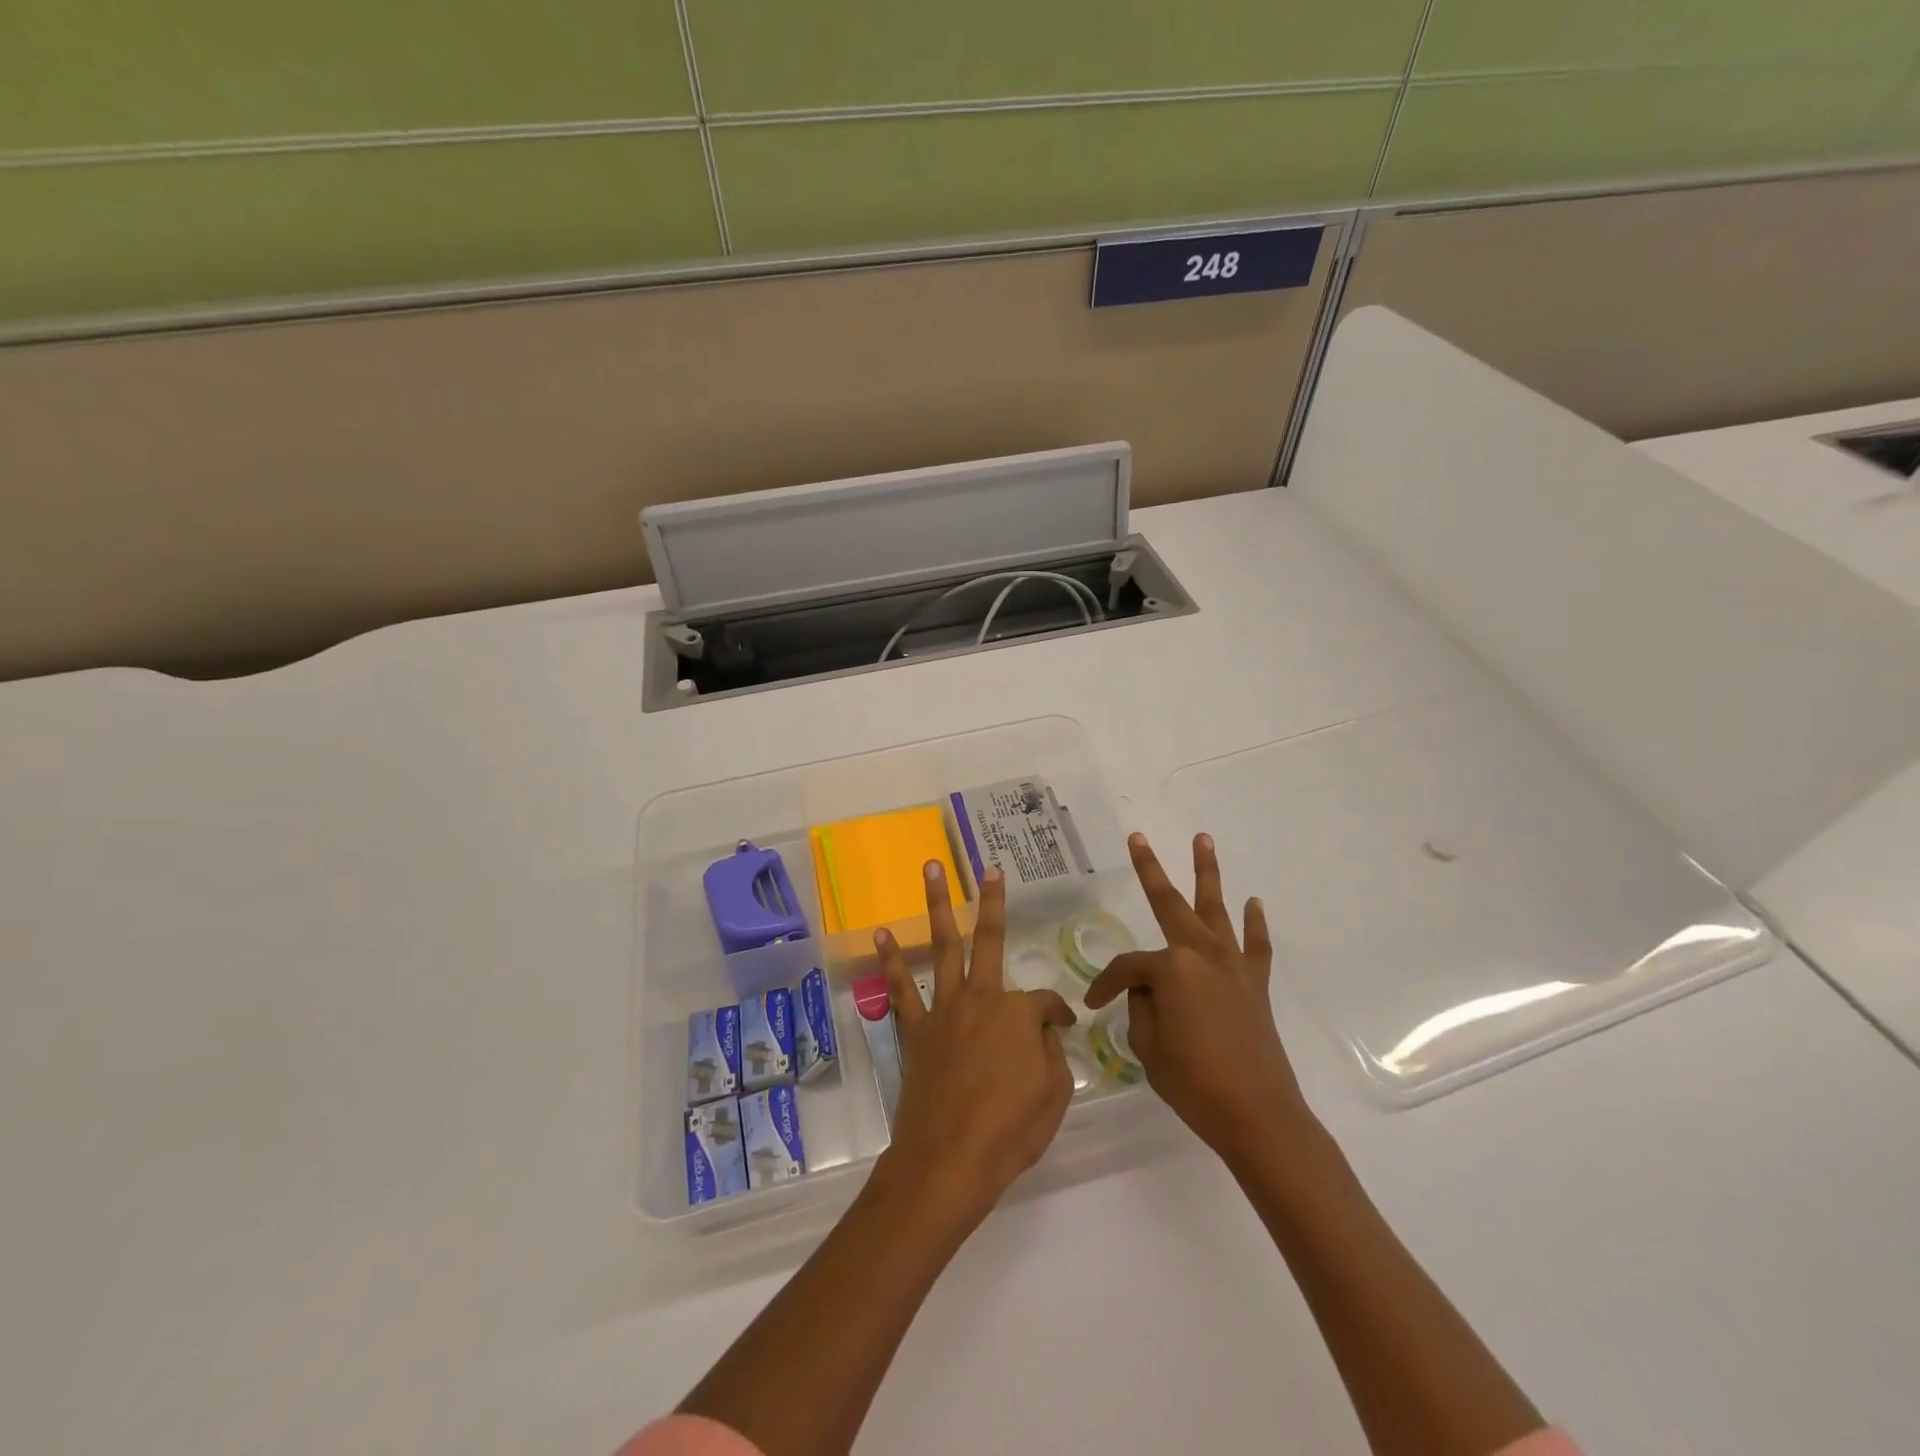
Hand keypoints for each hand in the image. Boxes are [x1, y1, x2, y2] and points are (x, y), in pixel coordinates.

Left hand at [874, 862, 1077, 1228]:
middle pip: (988, 940)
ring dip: (937, 905)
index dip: (1057, 1015)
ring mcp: (944, 1010)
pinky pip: (901, 988)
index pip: (1044, 1003)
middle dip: (991, 901)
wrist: (949, 1161)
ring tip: (931, 869)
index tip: (1062, 1028)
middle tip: (990, 869)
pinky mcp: (915, 1030)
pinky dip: (891, 960)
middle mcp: (981, 998)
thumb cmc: (1010, 1131)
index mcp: (1018, 1013)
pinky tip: (880, 934)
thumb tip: (1044, 1032)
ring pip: (943, 946)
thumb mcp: (1054, 1094)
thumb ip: (1052, 1054)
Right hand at [1085, 833, 1314, 1166]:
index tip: (1093, 1005)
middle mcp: (1202, 954)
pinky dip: (1254, 924)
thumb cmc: (1195, 1083)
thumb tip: (1150, 993)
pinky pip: (1255, 945)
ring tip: (1203, 839)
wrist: (1259, 1116)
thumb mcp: (1149, 1048)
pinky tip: (1254, 903)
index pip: (1128, 967)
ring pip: (1216, 909)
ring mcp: (1233, 966)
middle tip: (1138, 838)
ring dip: (1208, 873)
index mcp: (1171, 969)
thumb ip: (1142, 1009)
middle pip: (1170, 904)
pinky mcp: (1256, 984)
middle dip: (1151, 869)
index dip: (1106, 985)